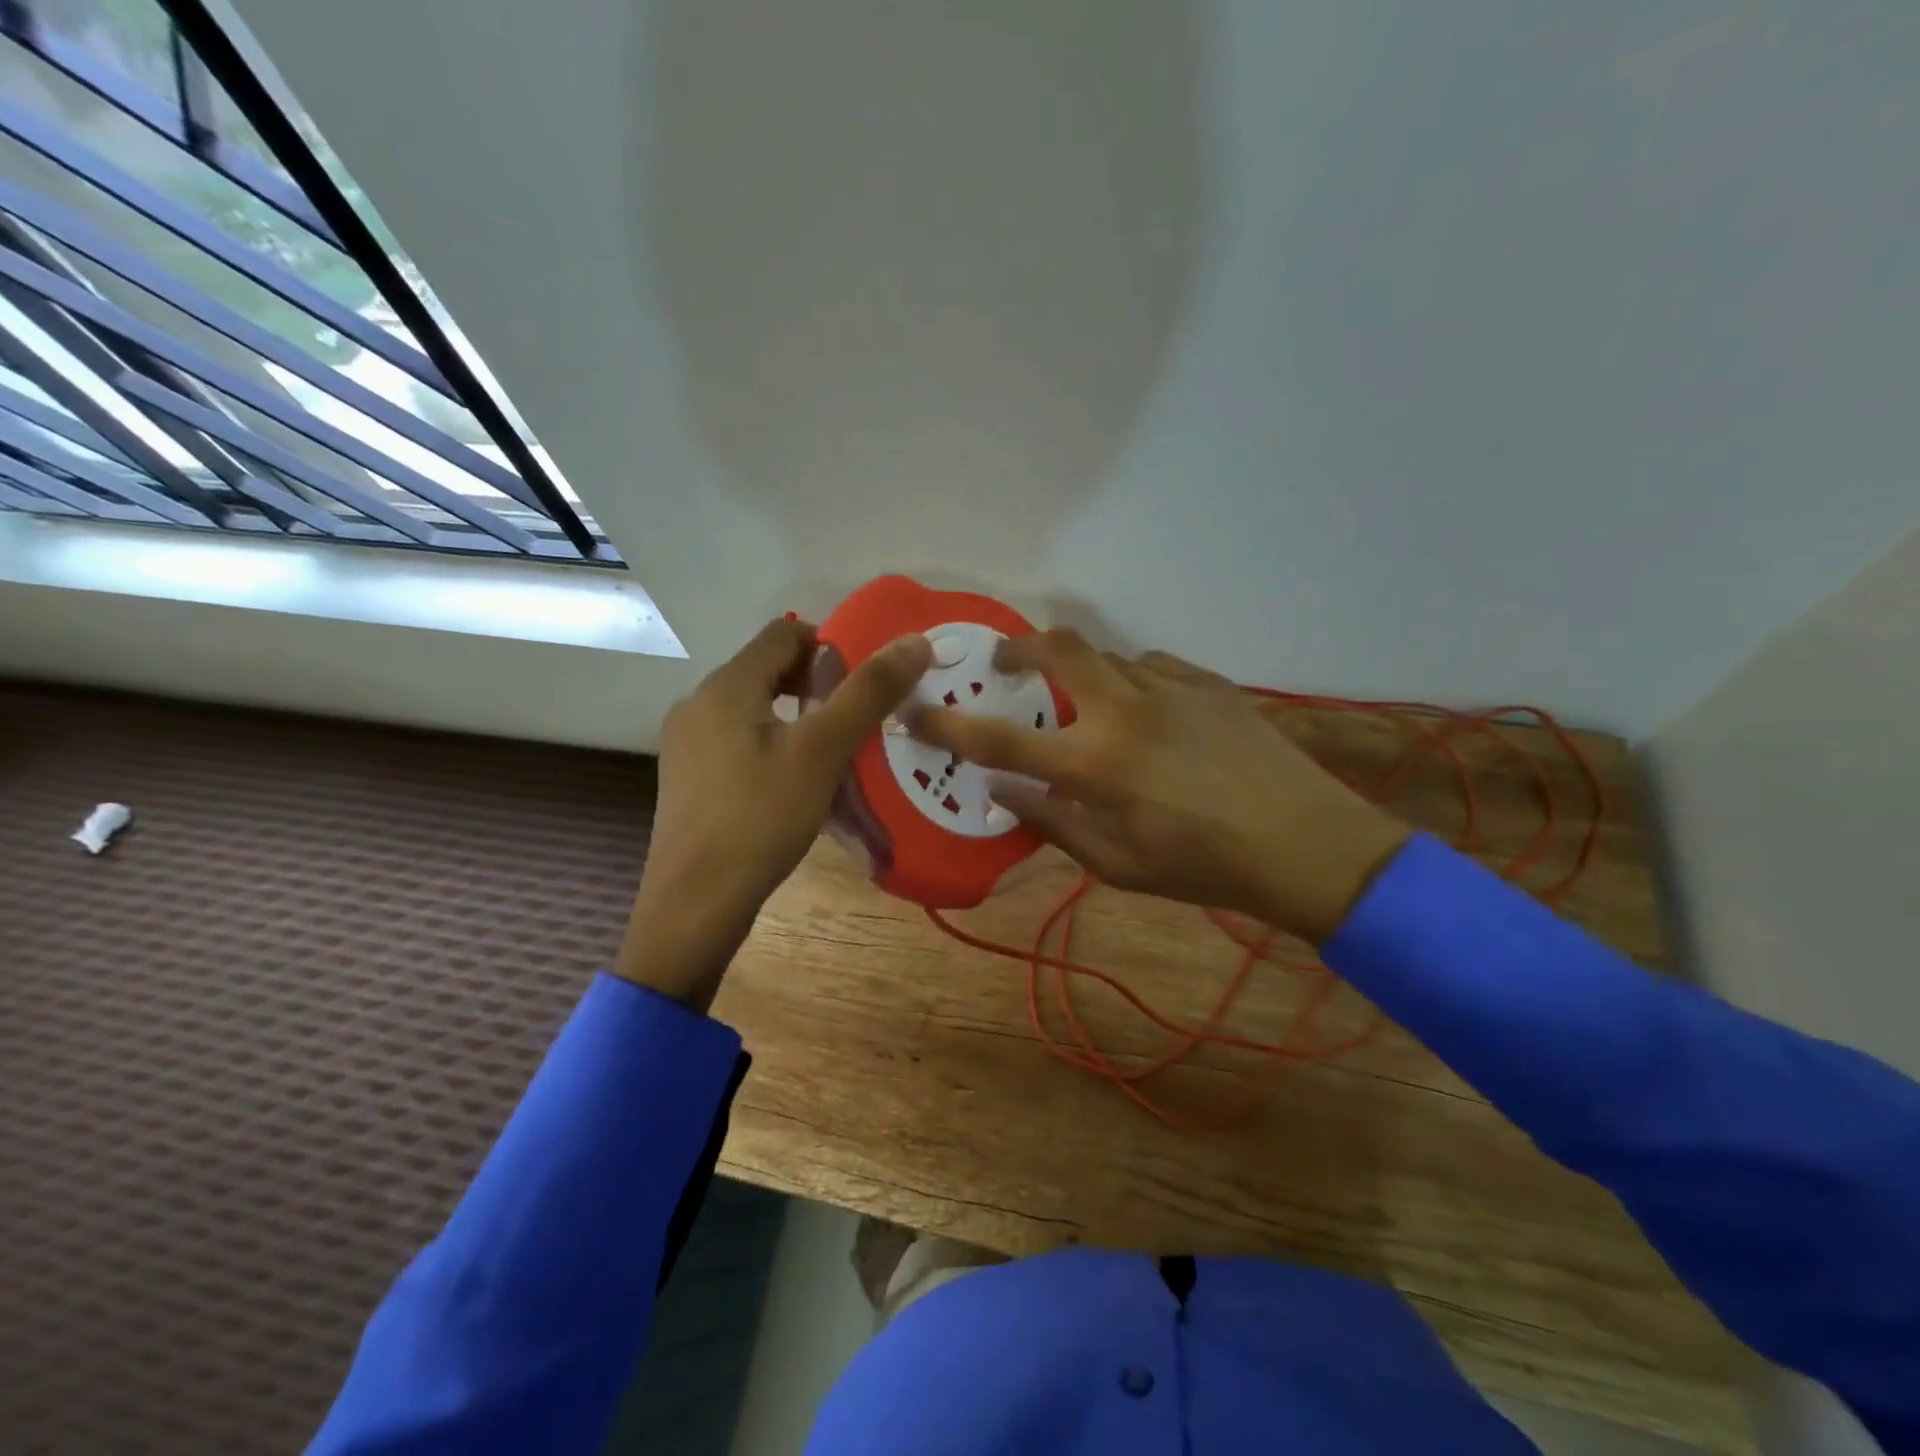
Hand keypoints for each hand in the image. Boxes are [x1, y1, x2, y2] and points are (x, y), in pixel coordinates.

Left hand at [617, 618, 932, 1007]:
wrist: (696, 903)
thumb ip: (869, 693)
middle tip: (856, 716)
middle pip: (767, 668)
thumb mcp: (822, 751)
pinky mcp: (689, 777)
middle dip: (816, 683)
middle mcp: (698, 703)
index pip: (784, 633)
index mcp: (726, 686)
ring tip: (833, 749)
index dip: (830, 644)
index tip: (864, 682)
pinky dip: (773, 743)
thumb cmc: (760, 818)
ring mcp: (687, 743)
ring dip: (796, 715)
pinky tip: (795, 781)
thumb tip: (916, 641)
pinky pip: (738, 739)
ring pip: (754, 707)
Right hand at [909, 633, 1408, 943]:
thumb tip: (1005, 790)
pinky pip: (1153, 666)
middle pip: (1057, 649)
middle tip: (1005, 665)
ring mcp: (1170, 688)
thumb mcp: (1117, 865)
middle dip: (1018, 648)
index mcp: (1094, 763)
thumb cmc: (1203, 867)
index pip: (999, 738)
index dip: (947, 724)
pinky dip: (1133, 682)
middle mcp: (1124, 711)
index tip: (915, 711)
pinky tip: (1147, 712)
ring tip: (1088, 706)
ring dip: (1082, 674)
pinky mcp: (1209, 683)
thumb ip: (1054, 823)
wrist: (1307, 844)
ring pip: (1106, 656)